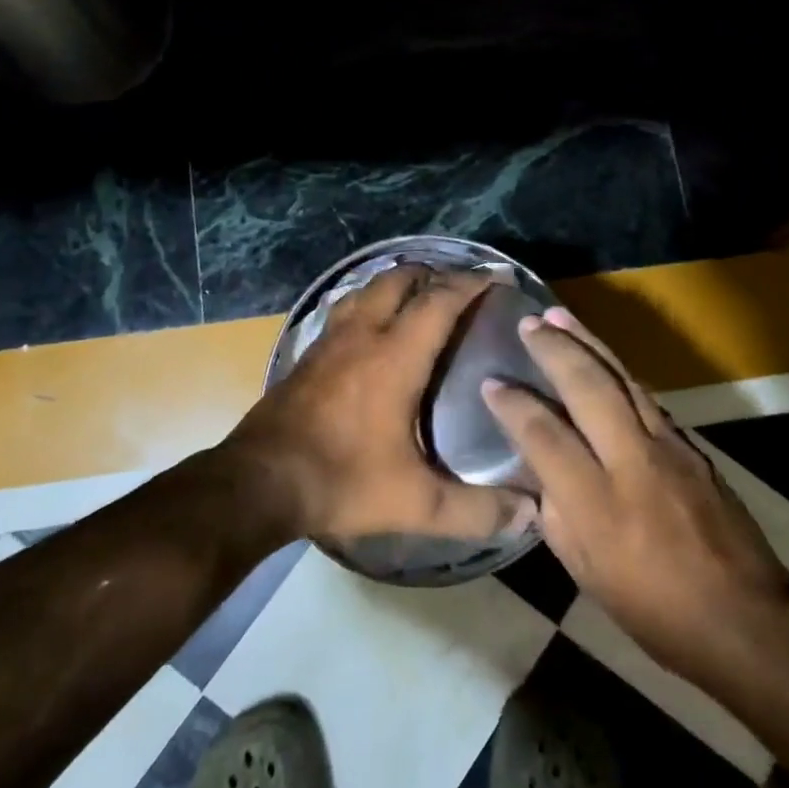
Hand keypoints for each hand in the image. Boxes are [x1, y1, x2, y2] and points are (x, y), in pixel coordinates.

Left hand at [223, 264, 538, 547]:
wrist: (258, 481)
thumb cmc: (341, 480)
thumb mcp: (415, 502)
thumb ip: (475, 509)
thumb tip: (530, 514)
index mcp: (395, 356)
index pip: (439, 300)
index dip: (471, 282)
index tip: (497, 275)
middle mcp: (362, 335)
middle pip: (399, 278)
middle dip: (433, 273)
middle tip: (459, 286)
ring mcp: (329, 341)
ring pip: (366, 288)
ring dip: (396, 283)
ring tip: (419, 297)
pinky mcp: (307, 355)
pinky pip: (344, 310)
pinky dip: (367, 304)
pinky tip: (371, 329)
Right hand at [482, 306, 788, 692]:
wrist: (745, 619)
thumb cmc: (654, 610)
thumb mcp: (587, 573)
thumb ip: (557, 515)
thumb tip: (541, 474)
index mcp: (598, 502)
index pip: (544, 434)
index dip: (513, 405)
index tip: (491, 383)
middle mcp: (632, 461)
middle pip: (588, 387)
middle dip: (555, 349)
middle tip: (529, 323)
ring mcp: (669, 448)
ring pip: (622, 379)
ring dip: (589, 343)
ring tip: (561, 316)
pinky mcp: (693, 447)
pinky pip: (646, 397)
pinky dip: (618, 371)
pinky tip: (603, 359)